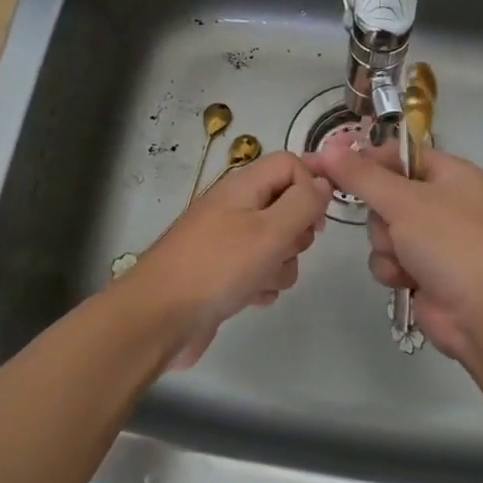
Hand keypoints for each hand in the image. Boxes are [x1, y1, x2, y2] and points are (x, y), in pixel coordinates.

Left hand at [120, 150, 330, 369]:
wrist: (159, 318)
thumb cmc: (218, 267)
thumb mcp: (270, 230)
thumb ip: (304, 202)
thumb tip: (324, 182)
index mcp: (243, 186)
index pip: (290, 164)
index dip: (311, 186)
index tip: (317, 220)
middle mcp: (235, 207)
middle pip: (287, 205)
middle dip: (298, 233)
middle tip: (285, 250)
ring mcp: (227, 241)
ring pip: (277, 243)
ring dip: (280, 265)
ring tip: (261, 280)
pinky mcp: (223, 273)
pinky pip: (259, 271)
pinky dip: (261, 284)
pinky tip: (250, 298)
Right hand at [305, 143, 482, 361]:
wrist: (480, 313)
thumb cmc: (449, 243)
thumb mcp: (403, 201)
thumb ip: (361, 175)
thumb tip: (325, 148)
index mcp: (452, 174)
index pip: (400, 155)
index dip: (367, 160)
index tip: (332, 165)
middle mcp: (445, 202)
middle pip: (386, 195)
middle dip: (381, 217)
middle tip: (392, 226)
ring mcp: (435, 239)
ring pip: (383, 230)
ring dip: (386, 246)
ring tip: (405, 259)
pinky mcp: (424, 270)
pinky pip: (390, 258)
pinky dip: (393, 269)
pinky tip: (406, 280)